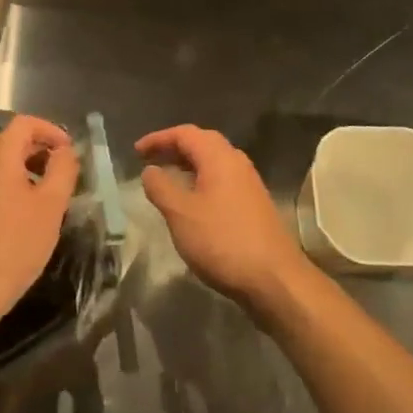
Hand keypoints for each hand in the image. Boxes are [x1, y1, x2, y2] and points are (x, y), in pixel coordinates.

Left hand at [0, 114, 79, 335]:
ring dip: (20, 175)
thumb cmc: (15, 246)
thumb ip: (63, 170)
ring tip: (39, 204)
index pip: (24, 124)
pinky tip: (12, 224)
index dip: (49, 131)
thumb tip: (64, 152)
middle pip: (8, 145)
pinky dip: (2, 193)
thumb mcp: (51, 207)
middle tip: (59, 180)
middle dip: (37, 154)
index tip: (67, 153)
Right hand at [137, 124, 314, 317]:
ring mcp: (249, 184)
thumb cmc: (222, 241)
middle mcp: (237, 162)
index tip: (136, 151)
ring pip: (213, 162)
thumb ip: (161, 187)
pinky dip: (201, 181)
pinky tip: (192, 202)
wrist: (275, 279)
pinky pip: (221, 180)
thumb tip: (150, 170)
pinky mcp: (254, 205)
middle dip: (174, 148)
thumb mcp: (181, 214)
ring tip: (167, 179)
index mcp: (219, 157)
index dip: (158, 138)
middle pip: (202, 143)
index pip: (185, 133)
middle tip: (150, 160)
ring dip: (188, 165)